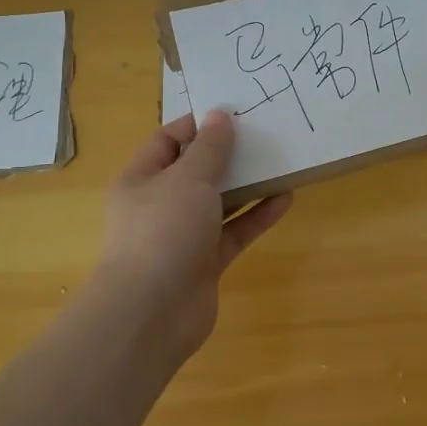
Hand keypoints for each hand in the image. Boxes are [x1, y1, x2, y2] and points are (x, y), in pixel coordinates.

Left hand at [98, 110, 292, 357]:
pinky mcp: (205, 262)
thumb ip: (209, 148)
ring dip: (248, 185)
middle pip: (196, 171)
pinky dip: (256, 216)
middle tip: (264, 136)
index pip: (168, 140)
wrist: (152, 312)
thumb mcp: (188, 179)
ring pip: (219, 203)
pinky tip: (285, 199)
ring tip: (282, 164)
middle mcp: (159, 205)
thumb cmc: (163, 230)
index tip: (234, 113)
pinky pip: (234, 231)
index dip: (198, 125)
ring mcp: (182, 236)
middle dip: (229, 155)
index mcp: (141, 179)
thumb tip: (219, 115)